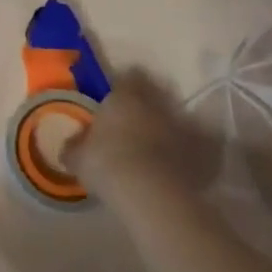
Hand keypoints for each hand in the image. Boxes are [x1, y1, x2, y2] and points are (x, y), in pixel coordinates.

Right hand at [65, 69, 223, 201]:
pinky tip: (182, 164)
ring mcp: (182, 128)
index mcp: (125, 98)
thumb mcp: (79, 158)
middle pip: (155, 95)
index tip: (116, 96)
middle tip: (136, 120)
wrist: (150, 194)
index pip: (127, 78)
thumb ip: (74, 147)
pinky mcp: (202, 152)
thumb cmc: (106, 165)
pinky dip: (193, 152)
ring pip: (177, 120)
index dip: (123, 85)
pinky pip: (199, 147)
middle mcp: (156, 106)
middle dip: (148, 105)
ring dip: (170, 128)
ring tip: (159, 145)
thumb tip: (70, 145)